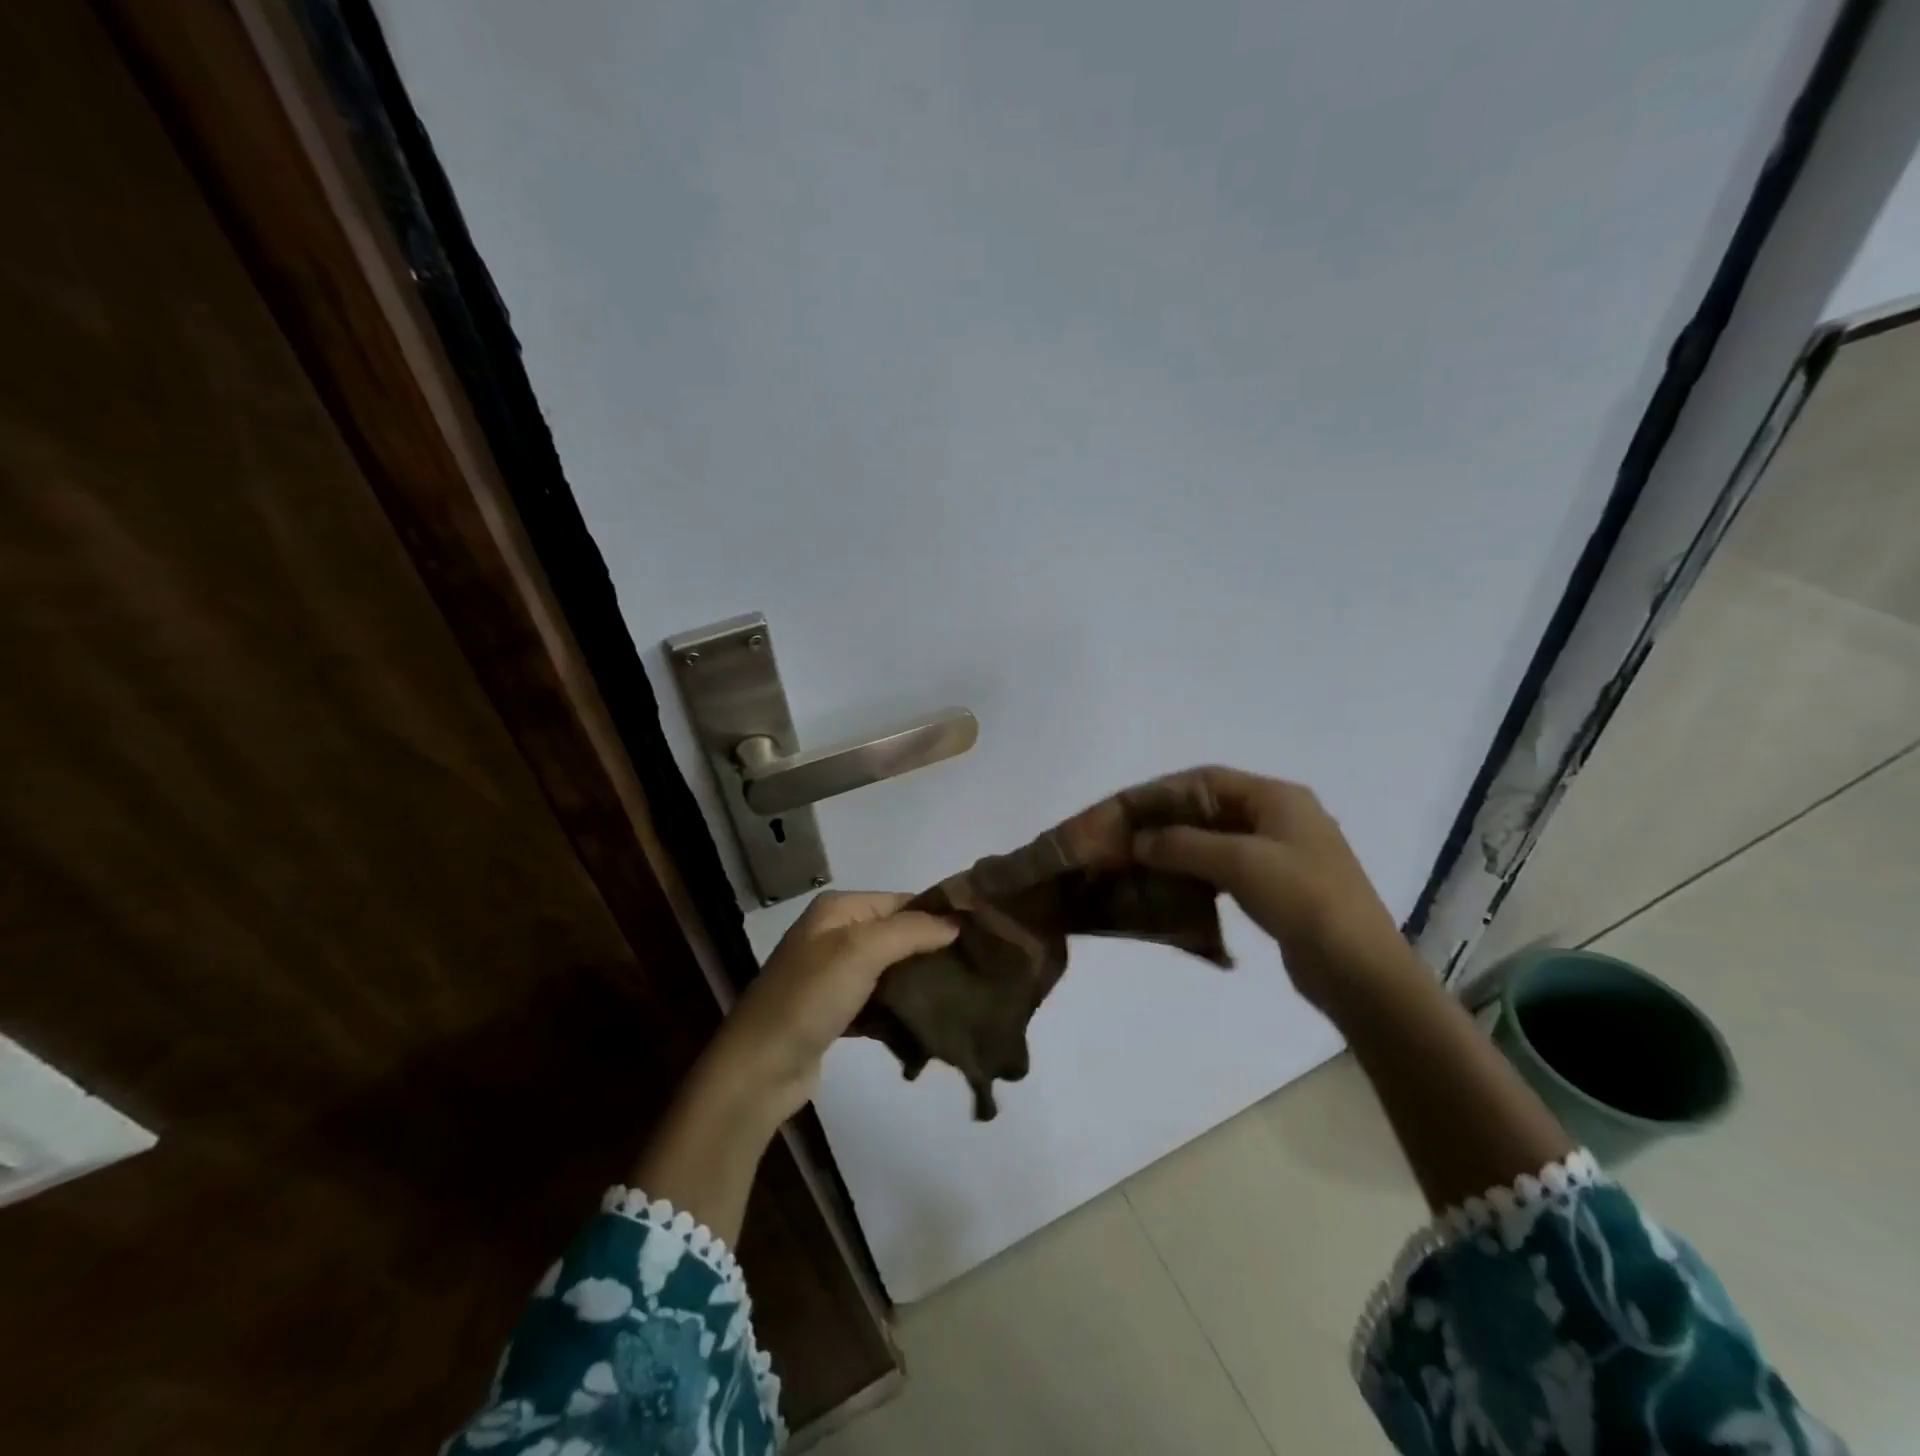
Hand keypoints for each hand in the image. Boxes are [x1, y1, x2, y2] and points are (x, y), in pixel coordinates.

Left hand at [704, 891, 958, 1124]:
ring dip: (920, 982)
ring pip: (892, 969)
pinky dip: (901, 1008)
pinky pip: (880, 1000)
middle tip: (976, 970)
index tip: (981, 936)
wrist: (759, 1068)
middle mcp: (836, 934)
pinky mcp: (837, 1010)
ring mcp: (835, 974)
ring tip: (962, 995)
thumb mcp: (861, 951)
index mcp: (839, 909)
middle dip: (934, 950)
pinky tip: (929, 1021)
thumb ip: (911, 930)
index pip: (903, 901)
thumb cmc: (809, 997)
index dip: (940, 915)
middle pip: (899, 934)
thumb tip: (957, 922)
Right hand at [1129, 766, 1417, 1011]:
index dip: (1162, 791)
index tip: (1126, 809)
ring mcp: (1282, 853)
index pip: (1207, 779)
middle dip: (1167, 821)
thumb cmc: (1303, 899)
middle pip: (1210, 807)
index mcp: (1277, 797)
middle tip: (1127, 837)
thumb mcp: (1239, 862)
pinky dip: (1197, 871)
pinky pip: (1227, 868)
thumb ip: (1182, 844)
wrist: (1360, 970)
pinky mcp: (1279, 887)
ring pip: (1217, 839)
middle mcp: (1280, 817)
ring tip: (1141, 861)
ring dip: (1179, 848)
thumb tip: (1138, 840)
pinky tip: (1173, 885)